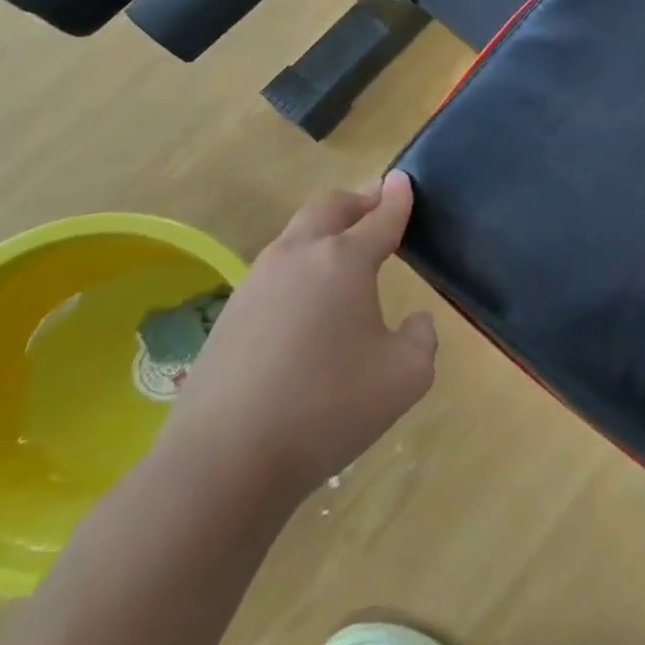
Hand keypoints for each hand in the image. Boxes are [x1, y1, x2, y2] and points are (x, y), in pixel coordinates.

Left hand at [162, 170, 435, 500]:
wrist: (223, 464)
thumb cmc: (329, 408)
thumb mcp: (406, 376)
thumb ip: (421, 338)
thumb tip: (412, 322)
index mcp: (344, 261)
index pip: (380, 218)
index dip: (397, 198)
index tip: (405, 179)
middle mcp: (297, 258)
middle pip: (327, 208)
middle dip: (356, 200)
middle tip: (376, 202)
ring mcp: (255, 286)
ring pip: (294, 237)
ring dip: (324, 232)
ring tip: (346, 252)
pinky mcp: (228, 318)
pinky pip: (274, 273)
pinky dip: (300, 268)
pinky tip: (310, 303)